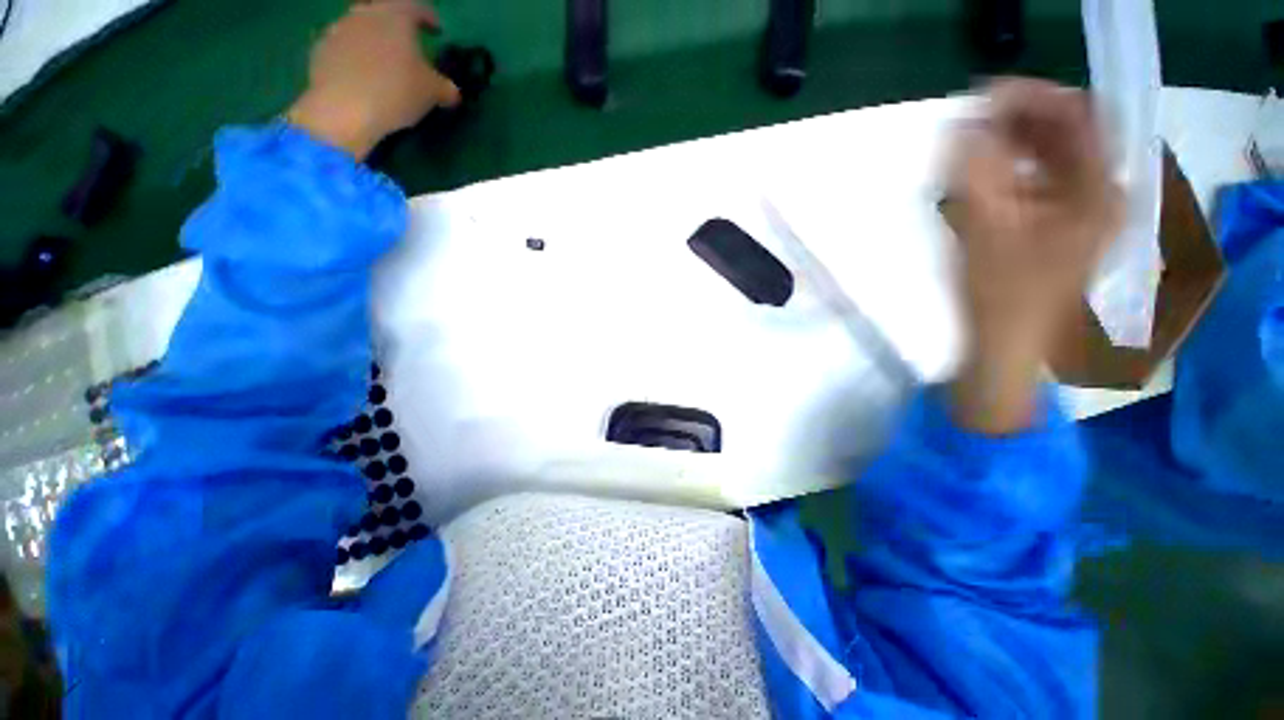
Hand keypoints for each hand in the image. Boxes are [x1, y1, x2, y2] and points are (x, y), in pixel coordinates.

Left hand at [286, 0, 461, 159]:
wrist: (343, 109)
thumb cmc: (396, 91)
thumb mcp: (433, 93)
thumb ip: (446, 88)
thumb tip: (452, 91)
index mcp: (395, 15)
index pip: (416, 6)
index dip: (429, 17)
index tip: (436, 30)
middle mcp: (364, 13)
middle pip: (382, 11)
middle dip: (395, 25)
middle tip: (407, 45)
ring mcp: (338, 29)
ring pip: (360, 27)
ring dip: (373, 40)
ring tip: (383, 64)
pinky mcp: (320, 50)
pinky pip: (342, 47)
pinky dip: (354, 57)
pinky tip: (361, 77)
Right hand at [943, 78, 1121, 433]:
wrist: (1004, 346)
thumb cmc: (1000, 297)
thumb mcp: (984, 232)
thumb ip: (975, 175)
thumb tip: (964, 127)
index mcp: (1096, 193)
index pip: (1079, 117)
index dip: (1034, 98)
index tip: (986, 97)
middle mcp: (1099, 195)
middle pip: (1068, 133)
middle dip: (1019, 121)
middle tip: (972, 121)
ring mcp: (1080, 213)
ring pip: (1052, 157)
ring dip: (1012, 145)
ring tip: (971, 145)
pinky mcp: (1058, 227)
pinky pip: (1040, 181)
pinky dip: (1011, 170)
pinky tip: (981, 176)